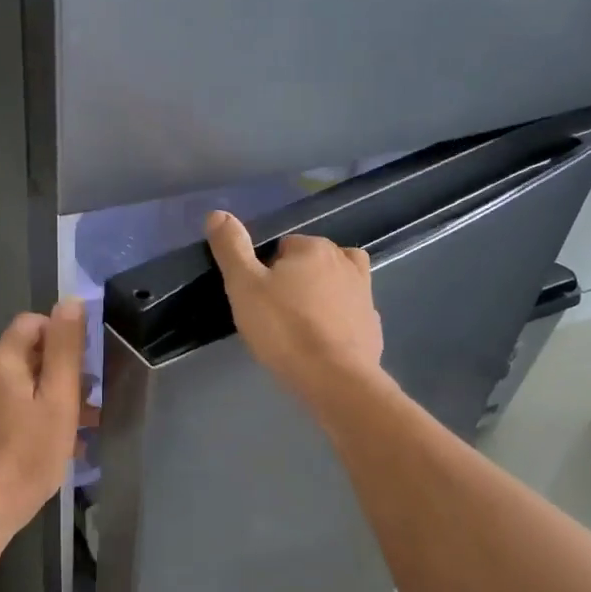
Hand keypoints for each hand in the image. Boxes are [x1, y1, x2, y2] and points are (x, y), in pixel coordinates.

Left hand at [0, 299, 88, 542]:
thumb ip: (65, 349)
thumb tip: (70, 301)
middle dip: (63, 371)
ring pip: (23, 384)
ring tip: (84, 426)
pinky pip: (12, 407)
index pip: (33, 323)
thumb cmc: (28, 454)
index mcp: (1, 360)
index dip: (63, 335)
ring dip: (54, 396)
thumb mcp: (58, 400)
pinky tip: (59, 443)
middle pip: (29, 354)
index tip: (86, 364)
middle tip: (90, 401)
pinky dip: (36, 415)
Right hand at [204, 211, 383, 406]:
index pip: (283, 247)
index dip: (266, 271)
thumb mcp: (244, 286)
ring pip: (335, 285)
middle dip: (295, 281)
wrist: (334, 379)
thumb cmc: (284, 329)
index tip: (258, 298)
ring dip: (320, 297)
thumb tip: (218, 213)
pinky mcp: (372, 324)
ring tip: (300, 325)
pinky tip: (322, 343)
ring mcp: (365, 293)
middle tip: (274, 314)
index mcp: (314, 248)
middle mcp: (345, 261)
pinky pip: (350, 313)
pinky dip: (338, 322)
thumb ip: (231, 248)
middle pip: (311, 263)